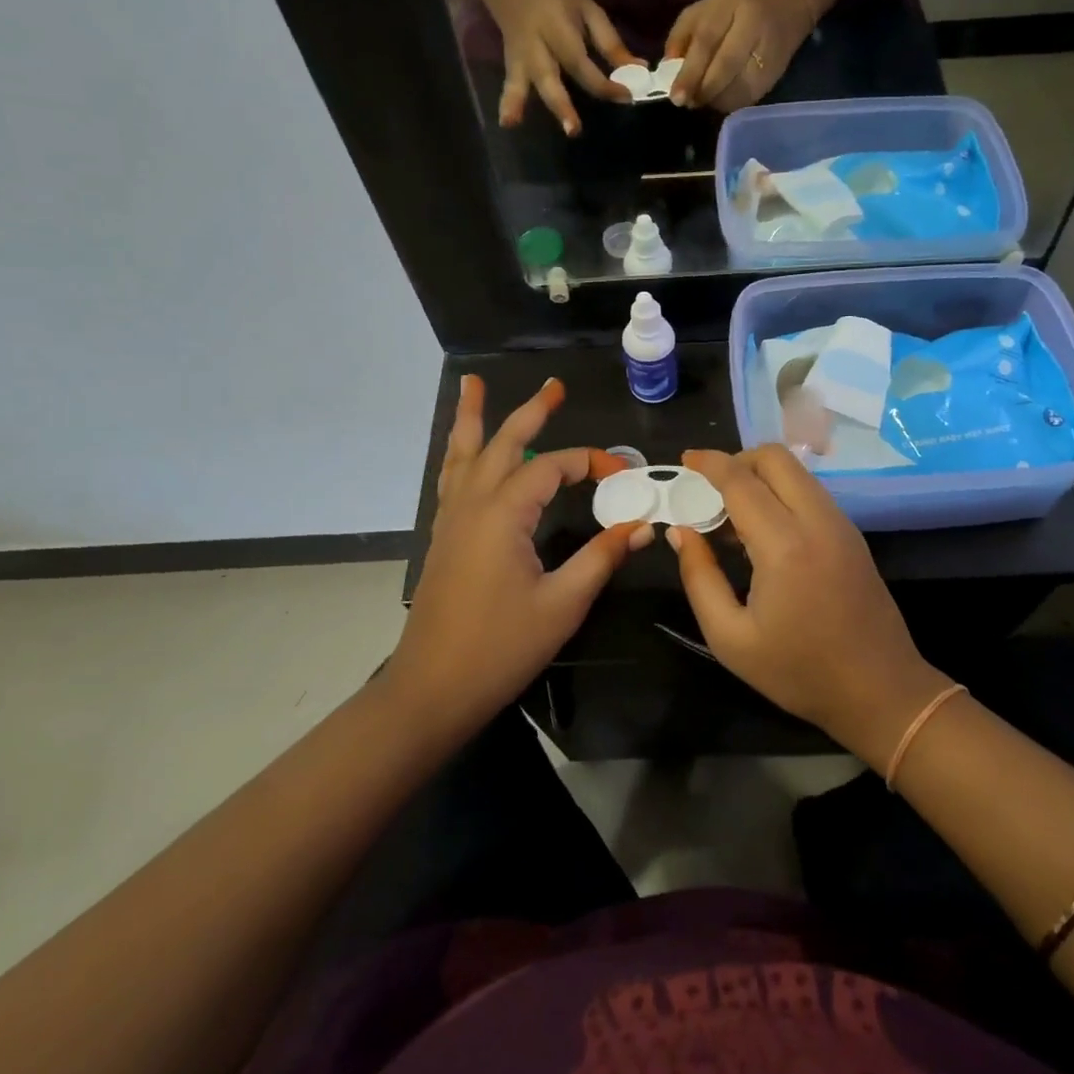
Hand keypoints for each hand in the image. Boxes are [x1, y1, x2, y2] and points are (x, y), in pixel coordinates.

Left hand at [393, 376, 650, 734]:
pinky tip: (465, 453)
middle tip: (554, 386)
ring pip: (463, 454)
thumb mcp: (562, 603)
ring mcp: (451, 519)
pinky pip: (452, 478)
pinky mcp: (443, 537)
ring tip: (471, 384)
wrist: (432, 689)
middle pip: (502, 443)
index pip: (551, 467)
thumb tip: (642, 525)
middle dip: (530, 412)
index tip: (622, 472)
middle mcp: (472, 504)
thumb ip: (601, 557)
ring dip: (473, 418)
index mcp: (502, 514)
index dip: (589, 462)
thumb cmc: (500, 647)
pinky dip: (461, 454)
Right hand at [485, 0, 639, 134]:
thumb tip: (639, 69)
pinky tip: (507, 124)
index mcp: (558, 27)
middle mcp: (537, 45)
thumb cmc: (557, 2)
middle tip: (573, 130)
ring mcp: (520, 58)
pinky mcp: (511, 67)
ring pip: (521, 82)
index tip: (626, 96)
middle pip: (549, 76)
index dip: (604, 83)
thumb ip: (610, 42)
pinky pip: (510, 85)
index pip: (581, 62)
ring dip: (519, 104)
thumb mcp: (588, 11)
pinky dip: (507, 104)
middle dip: (561, 104)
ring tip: (515, 123)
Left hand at [665, 0, 813, 112]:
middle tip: (688, 103)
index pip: (707, 41)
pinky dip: (729, 103)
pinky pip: (748, 97)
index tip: (676, 96)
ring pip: (738, 87)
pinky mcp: (773, 75)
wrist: (782, 11)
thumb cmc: (731, 13)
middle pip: (726, 65)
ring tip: (702, 100)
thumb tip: (666, 68)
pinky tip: (718, 100)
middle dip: (703, 89)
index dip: (690, 72)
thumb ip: (680, 36)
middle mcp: (752, 26)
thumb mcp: (701, 12)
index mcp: (730, 6)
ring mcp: (767, 52)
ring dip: (715, 100)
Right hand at [668, 446, 949, 769]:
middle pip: (775, 458)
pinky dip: (781, 493)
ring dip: (760, 477)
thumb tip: (681, 532)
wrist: (880, 692)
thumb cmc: (799, 672)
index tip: (684, 460)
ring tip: (731, 516)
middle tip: (708, 491)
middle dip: (737, 461)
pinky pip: (810, 493)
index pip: (741, 481)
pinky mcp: (852, 535)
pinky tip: (763, 532)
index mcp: (785, 545)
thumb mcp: (730, 638)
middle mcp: (817, 521)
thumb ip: (699, 577)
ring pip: (796, 472)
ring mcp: (840, 524)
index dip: (709, 463)